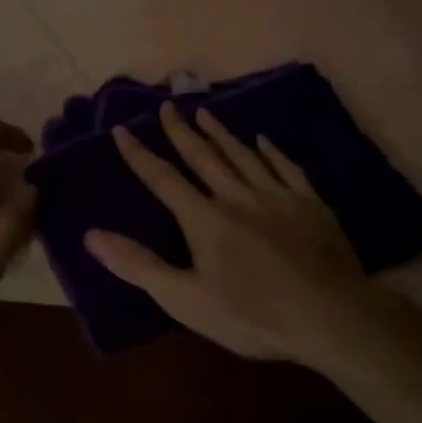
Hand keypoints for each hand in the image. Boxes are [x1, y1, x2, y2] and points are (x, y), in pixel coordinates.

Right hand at [85, 103, 380, 367]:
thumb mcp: (186, 300)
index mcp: (205, 219)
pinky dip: (272, 152)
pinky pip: (287, 167)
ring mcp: (278, 196)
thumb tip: (92, 235)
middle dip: (181, 131)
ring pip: (243, 155)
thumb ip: (139, 265)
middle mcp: (238, 197)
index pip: (163, 179)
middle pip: (204, 157)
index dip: (139, 154)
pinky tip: (264, 139)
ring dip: (222, 133)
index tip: (122, 129)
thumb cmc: (252, 316)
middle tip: (167, 106)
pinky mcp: (310, 203)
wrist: (329, 315)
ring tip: (205, 113)